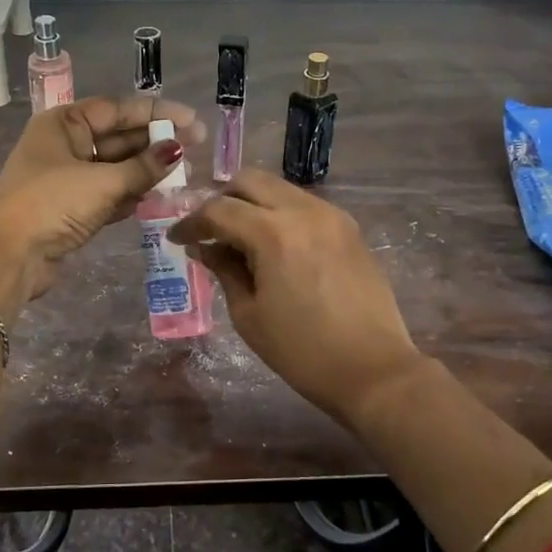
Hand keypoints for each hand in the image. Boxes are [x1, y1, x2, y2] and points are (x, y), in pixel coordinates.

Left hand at [0, 95, 206, 300]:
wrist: (7, 256)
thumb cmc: (50, 203)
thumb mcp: (102, 182)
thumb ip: (143, 167)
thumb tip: (177, 150)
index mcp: (64, 123)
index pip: (118, 110)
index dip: (156, 113)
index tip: (192, 121)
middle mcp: (66, 145)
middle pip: (119, 138)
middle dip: (156, 143)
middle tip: (196, 149)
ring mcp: (68, 179)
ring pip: (117, 168)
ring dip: (148, 171)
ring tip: (186, 175)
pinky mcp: (73, 209)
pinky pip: (111, 194)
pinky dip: (133, 194)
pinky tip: (161, 197)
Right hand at [167, 170, 423, 426]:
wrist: (374, 370)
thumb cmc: (303, 352)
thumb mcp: (250, 315)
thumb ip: (224, 271)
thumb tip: (205, 248)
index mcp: (273, 233)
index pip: (219, 210)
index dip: (191, 222)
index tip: (176, 239)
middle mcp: (303, 211)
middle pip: (250, 181)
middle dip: (221, 199)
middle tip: (208, 230)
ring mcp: (331, 216)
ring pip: (279, 189)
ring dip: (252, 204)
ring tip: (240, 239)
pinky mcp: (349, 228)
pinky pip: (304, 205)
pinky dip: (280, 214)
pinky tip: (274, 246)